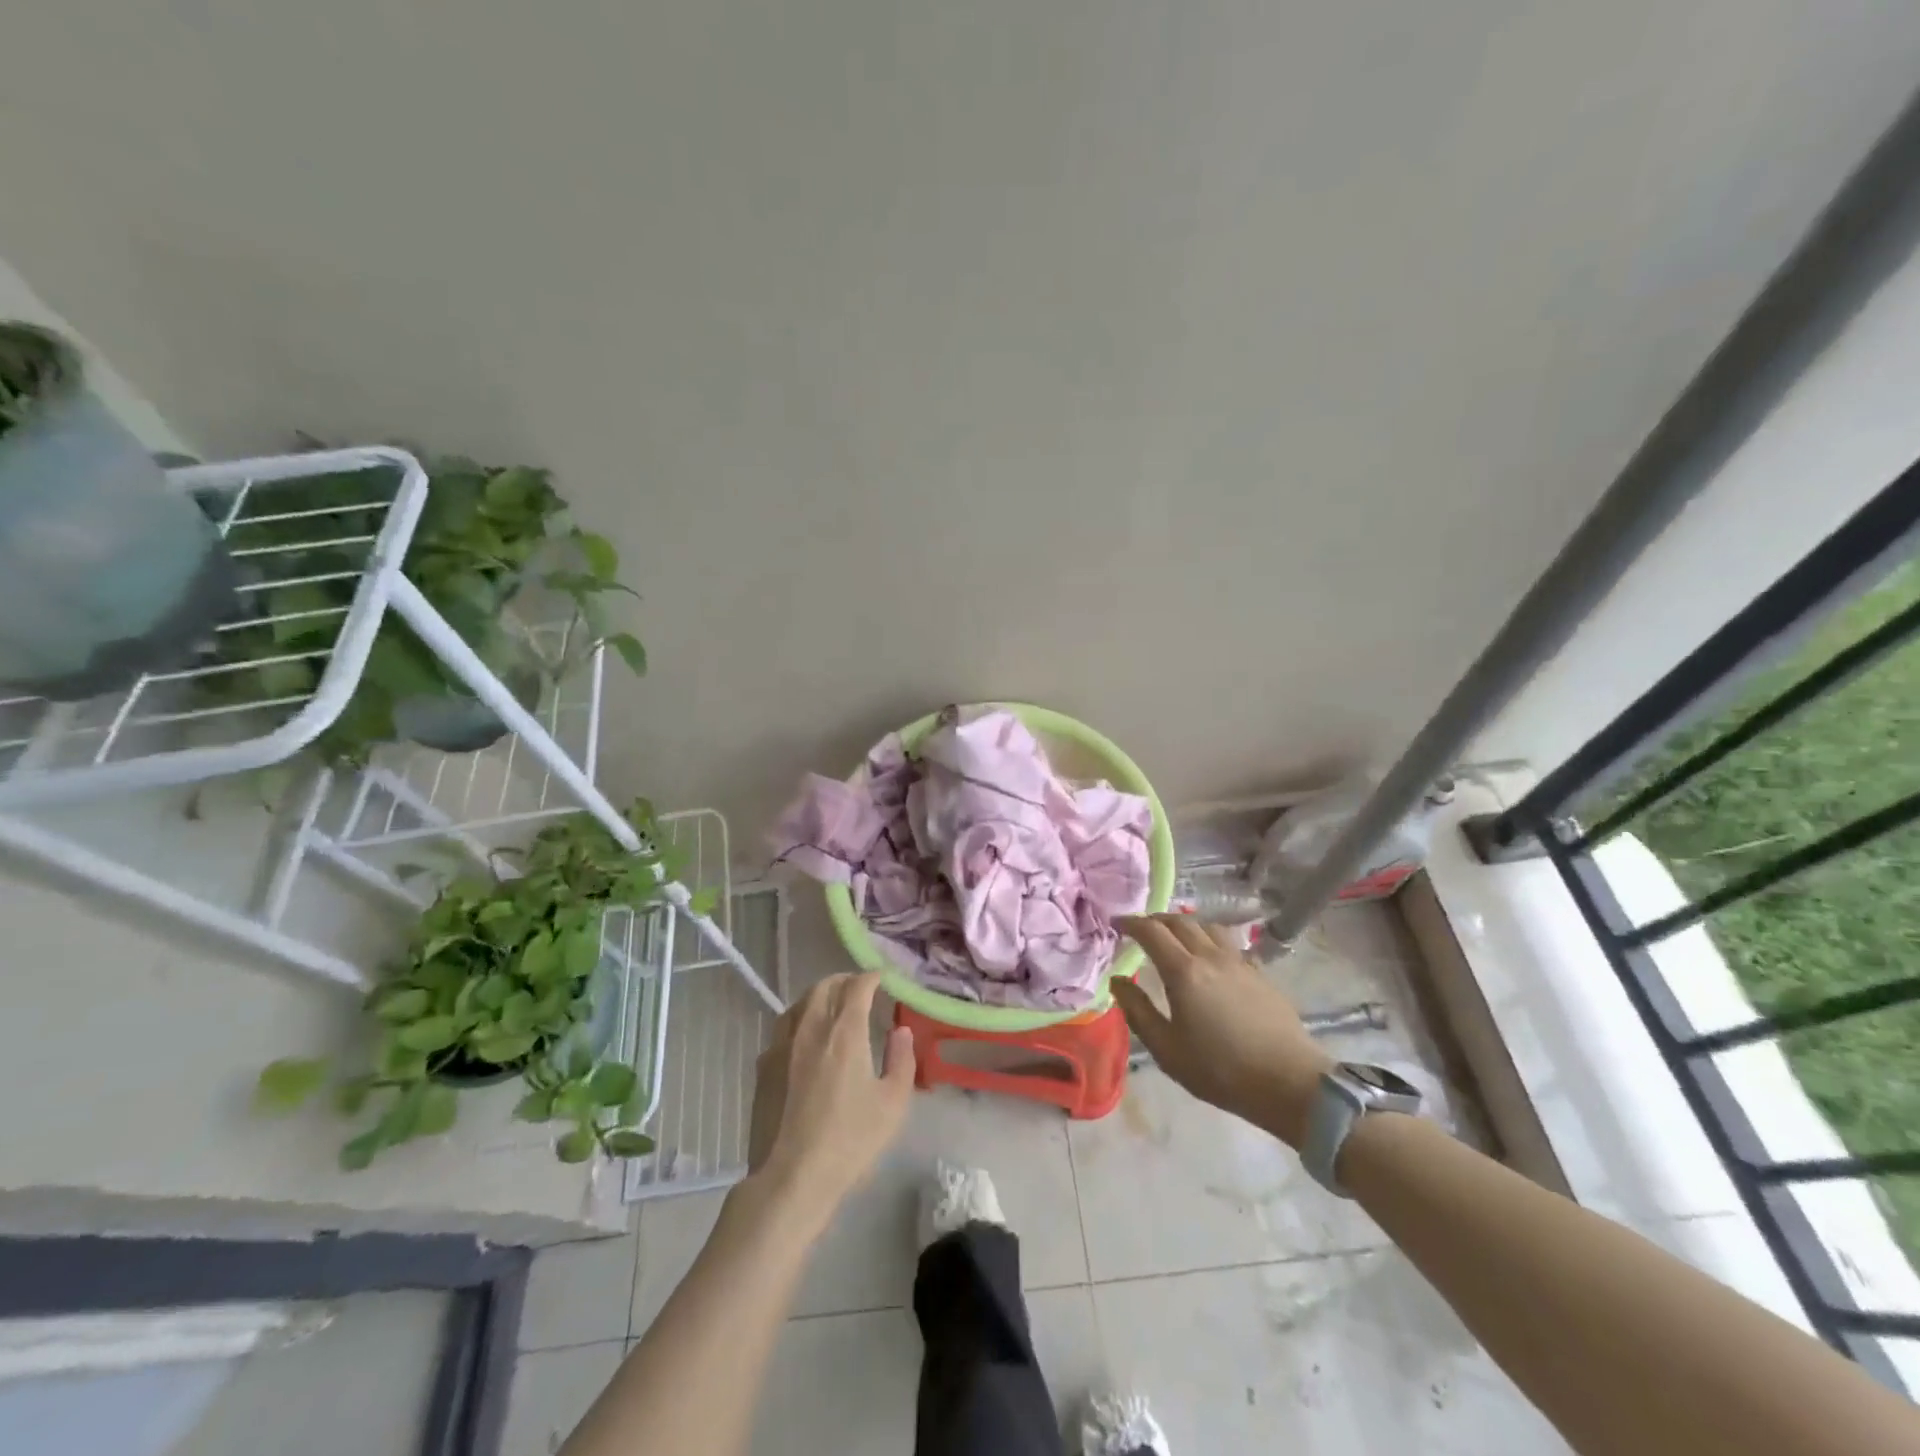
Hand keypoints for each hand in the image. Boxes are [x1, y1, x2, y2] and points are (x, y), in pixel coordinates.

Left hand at [745, 972, 915, 1229]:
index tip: (882, 978)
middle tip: (858, 987)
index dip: (871, 977)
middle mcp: (810, 1028)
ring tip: (831, 1005)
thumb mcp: (892, 1104)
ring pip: (799, 1003)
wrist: (790, 1177)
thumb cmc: (849, 1141)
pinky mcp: (763, 1066)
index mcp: (844, 1032)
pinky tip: (804, 1037)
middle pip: (824, 986)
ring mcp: (782, 1045)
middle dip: (844, 980)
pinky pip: (783, 1027)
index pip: (857, 986)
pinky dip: (799, 1019)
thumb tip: (901, 1030)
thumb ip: (901, 1060)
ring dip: (818, 995)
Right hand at [1111, 914, 1332, 1146]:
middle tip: (1142, 930)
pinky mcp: (1260, 973)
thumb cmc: (1220, 1070)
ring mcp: (1239, 962)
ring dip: (1186, 925)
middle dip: (1156, 920)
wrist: (1288, 1083)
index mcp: (1183, 971)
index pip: (1151, 932)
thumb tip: (1117, 981)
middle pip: (1180, 921)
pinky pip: (1230, 943)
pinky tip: (1212, 959)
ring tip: (1176, 939)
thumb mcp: (1166, 1049)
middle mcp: (1210, 956)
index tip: (1117, 923)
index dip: (1131, 923)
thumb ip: (1138, 1011)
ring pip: (1208, 927)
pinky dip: (1211, 940)